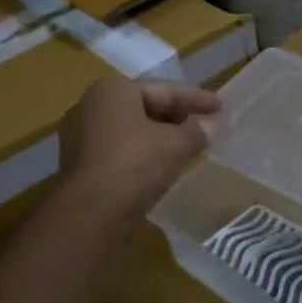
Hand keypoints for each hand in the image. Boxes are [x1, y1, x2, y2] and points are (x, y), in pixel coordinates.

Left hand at [58, 77, 220, 224]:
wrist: (92, 212)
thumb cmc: (135, 163)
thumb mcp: (175, 144)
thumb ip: (194, 132)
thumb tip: (203, 130)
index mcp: (113, 90)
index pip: (164, 90)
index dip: (196, 98)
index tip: (219, 107)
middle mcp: (91, 105)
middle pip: (145, 106)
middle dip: (176, 116)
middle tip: (204, 123)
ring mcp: (81, 135)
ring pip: (132, 129)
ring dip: (160, 135)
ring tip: (187, 144)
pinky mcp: (81, 162)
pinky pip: (120, 148)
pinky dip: (143, 151)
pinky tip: (163, 163)